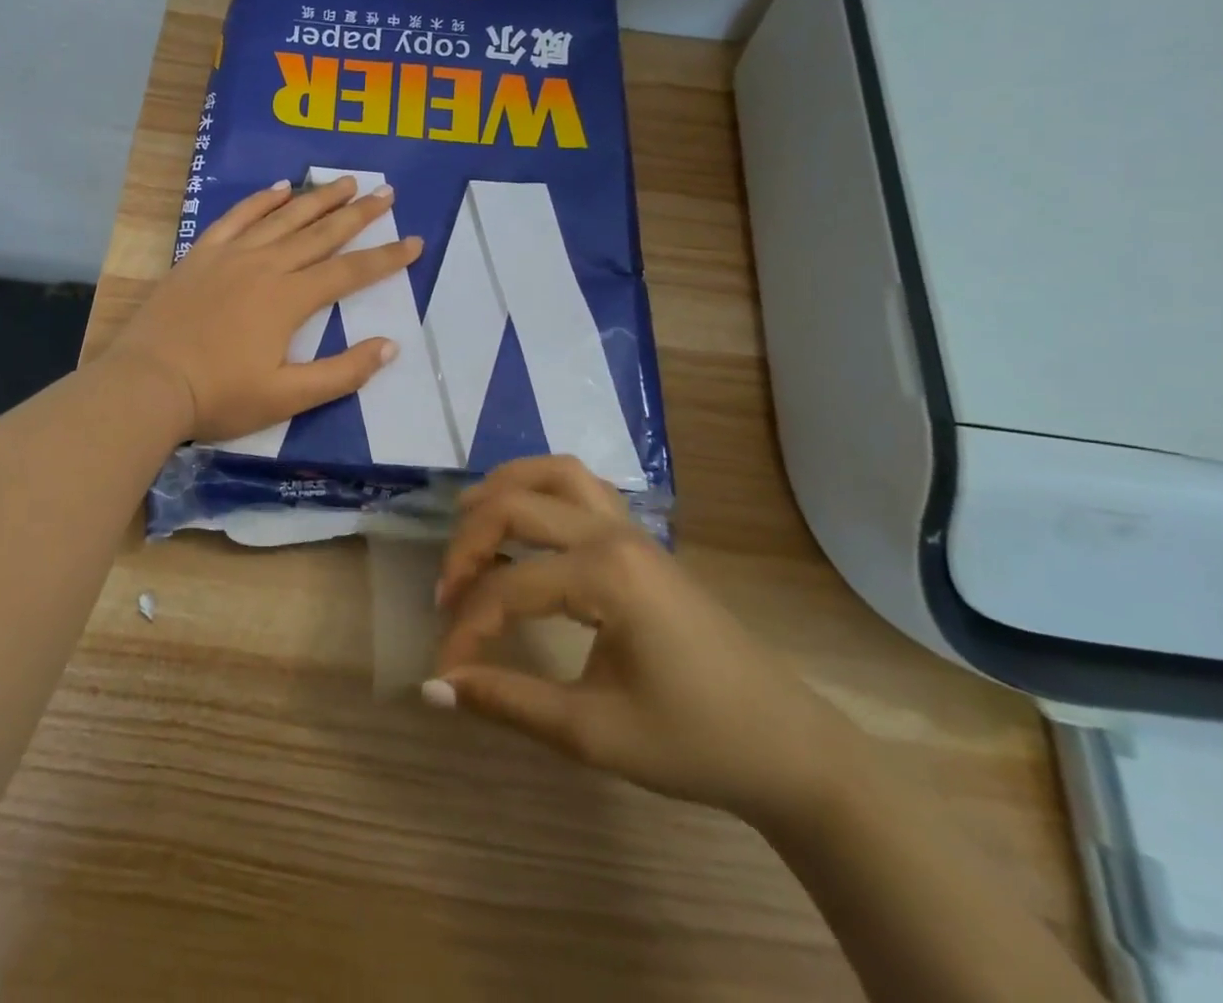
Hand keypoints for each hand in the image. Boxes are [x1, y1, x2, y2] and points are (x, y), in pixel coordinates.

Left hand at [108, 176, 423, 442]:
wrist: (147, 384)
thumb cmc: (219, 396)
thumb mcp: (288, 398)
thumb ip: (341, 373)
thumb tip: (389, 345)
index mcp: (289, 299)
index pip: (349, 273)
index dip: (385, 258)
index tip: (414, 241)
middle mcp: (265, 266)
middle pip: (320, 234)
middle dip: (358, 214)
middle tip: (386, 192)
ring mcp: (230, 256)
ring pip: (283, 218)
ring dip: (316, 199)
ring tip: (345, 182)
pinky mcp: (200, 255)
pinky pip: (236, 217)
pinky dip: (260, 200)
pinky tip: (278, 188)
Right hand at [429, 456, 864, 830]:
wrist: (790, 749)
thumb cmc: (695, 743)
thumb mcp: (593, 733)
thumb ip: (508, 701)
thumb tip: (432, 687)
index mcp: (604, 576)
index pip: (506, 589)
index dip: (465, 630)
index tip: (443, 671)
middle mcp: (613, 534)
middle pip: (515, 506)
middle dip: (467, 545)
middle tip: (447, 594)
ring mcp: (631, 529)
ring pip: (552, 473)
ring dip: (502, 491)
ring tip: (470, 527)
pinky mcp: (640, 539)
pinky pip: (580, 485)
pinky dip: (539, 488)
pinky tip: (525, 522)